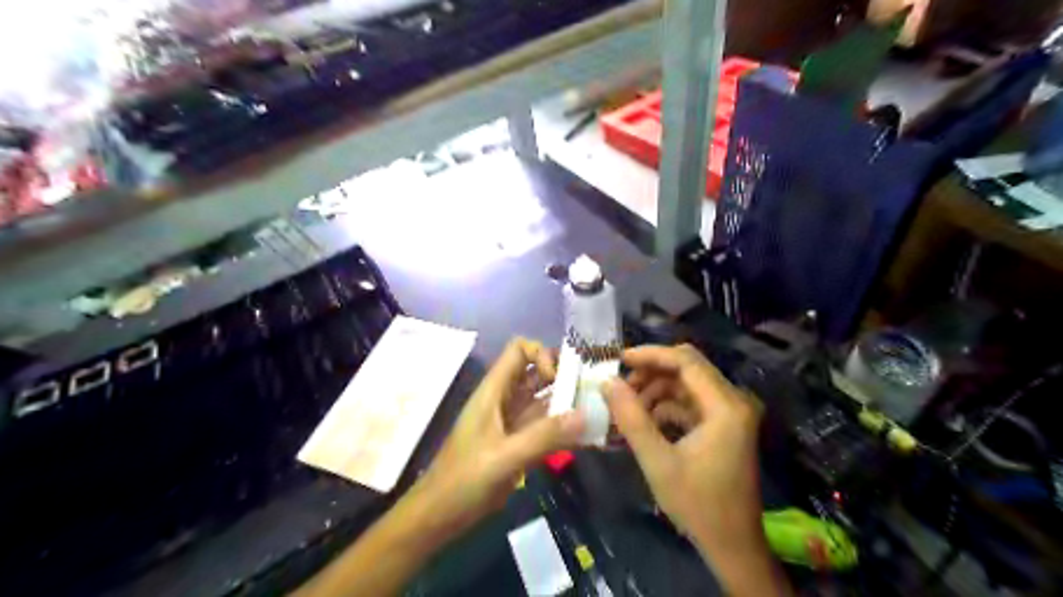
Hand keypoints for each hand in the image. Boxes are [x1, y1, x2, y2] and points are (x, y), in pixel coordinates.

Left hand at [411, 340, 584, 541]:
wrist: (439, 515)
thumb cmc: (464, 480)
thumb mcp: (505, 457)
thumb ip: (544, 436)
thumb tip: (585, 414)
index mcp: (494, 391)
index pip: (519, 350)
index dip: (541, 354)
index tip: (559, 379)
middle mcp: (504, 399)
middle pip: (534, 371)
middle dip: (562, 375)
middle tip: (589, 390)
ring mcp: (511, 422)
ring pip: (542, 398)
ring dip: (565, 401)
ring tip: (595, 410)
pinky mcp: (517, 443)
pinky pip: (543, 425)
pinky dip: (562, 426)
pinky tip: (584, 436)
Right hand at [596, 345, 763, 560]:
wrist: (733, 545)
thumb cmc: (698, 505)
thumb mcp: (657, 461)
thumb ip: (631, 419)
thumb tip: (607, 382)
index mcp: (725, 406)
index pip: (686, 361)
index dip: (650, 355)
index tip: (618, 359)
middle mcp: (733, 401)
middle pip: (688, 368)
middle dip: (651, 372)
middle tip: (620, 387)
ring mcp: (730, 413)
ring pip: (687, 384)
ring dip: (656, 390)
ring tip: (627, 408)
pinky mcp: (724, 425)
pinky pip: (690, 403)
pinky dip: (666, 406)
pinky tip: (643, 421)